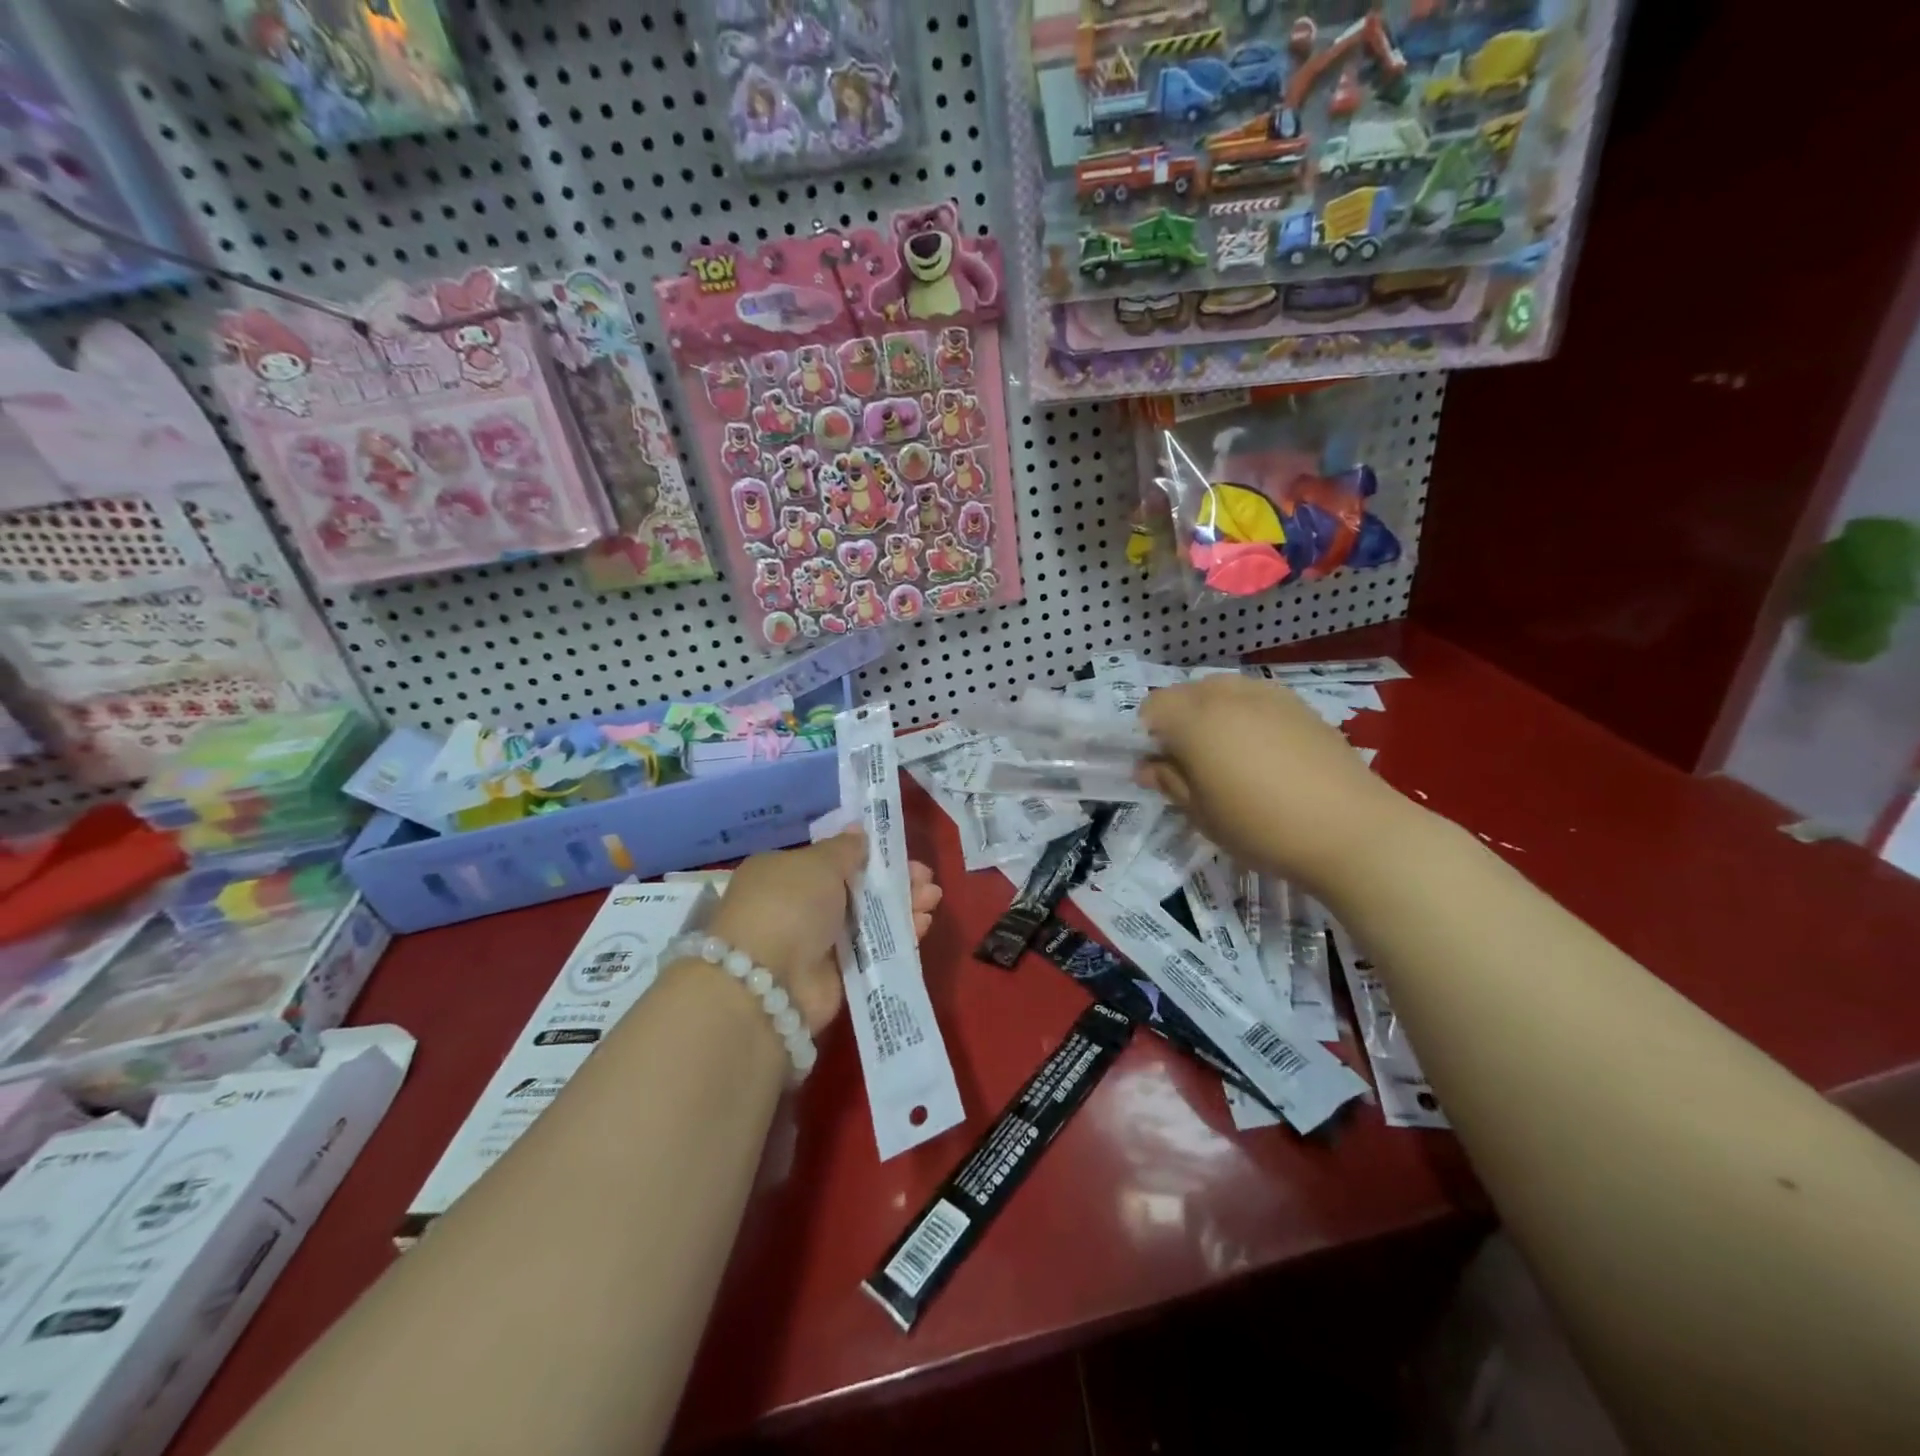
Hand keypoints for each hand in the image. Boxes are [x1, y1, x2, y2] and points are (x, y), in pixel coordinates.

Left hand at [705, 828, 940, 1035]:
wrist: (769, 982)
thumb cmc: (790, 904)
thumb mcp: (819, 863)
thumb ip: (845, 848)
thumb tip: (859, 832)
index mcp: (784, 872)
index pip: (834, 859)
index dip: (870, 856)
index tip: (901, 854)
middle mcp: (798, 905)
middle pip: (857, 889)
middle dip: (894, 883)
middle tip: (926, 880)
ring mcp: (817, 942)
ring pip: (869, 919)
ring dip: (902, 907)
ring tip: (932, 900)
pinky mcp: (836, 975)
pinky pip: (873, 950)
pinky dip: (898, 937)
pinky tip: (922, 925)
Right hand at [1138, 674, 1414, 894]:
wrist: (1351, 830)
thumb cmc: (1261, 826)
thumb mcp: (1201, 814)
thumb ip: (1169, 782)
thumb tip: (1147, 767)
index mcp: (1194, 719)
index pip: (1151, 708)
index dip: (1146, 736)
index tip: (1158, 767)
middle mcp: (1226, 695)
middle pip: (1185, 693)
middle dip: (1177, 720)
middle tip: (1188, 763)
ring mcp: (1268, 695)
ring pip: (1222, 691)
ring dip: (1211, 714)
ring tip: (1226, 755)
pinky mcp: (1300, 705)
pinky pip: (1256, 698)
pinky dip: (1245, 715)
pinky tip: (1263, 751)